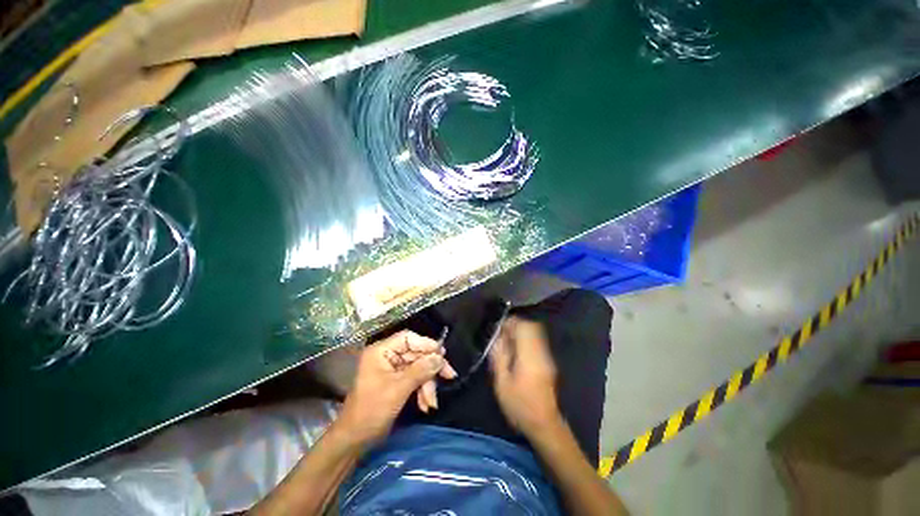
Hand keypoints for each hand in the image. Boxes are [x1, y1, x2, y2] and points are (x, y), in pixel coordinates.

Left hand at [338, 330, 456, 445]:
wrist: (354, 441)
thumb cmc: (371, 411)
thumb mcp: (398, 389)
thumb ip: (420, 371)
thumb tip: (440, 358)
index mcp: (381, 351)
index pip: (408, 338)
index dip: (426, 344)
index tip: (442, 354)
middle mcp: (387, 356)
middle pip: (416, 354)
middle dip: (430, 368)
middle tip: (449, 375)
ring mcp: (391, 369)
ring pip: (418, 368)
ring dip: (427, 384)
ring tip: (431, 403)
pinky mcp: (396, 382)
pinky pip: (414, 379)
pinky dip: (422, 390)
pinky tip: (426, 405)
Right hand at [489, 317, 560, 436]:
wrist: (544, 424)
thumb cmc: (520, 405)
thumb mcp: (502, 383)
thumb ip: (499, 357)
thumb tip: (496, 338)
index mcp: (529, 355)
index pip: (523, 327)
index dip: (510, 323)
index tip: (499, 328)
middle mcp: (541, 352)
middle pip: (531, 326)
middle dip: (516, 325)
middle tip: (502, 334)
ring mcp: (546, 356)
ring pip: (535, 332)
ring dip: (521, 332)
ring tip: (508, 342)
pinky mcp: (548, 362)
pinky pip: (536, 341)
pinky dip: (526, 339)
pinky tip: (516, 351)